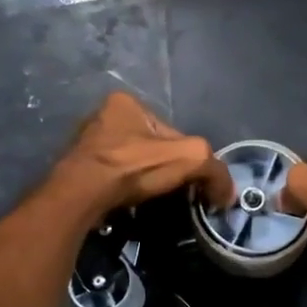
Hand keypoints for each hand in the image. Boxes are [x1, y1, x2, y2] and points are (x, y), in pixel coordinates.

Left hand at [55, 92, 233, 211]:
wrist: (80, 195)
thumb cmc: (132, 166)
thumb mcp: (188, 159)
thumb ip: (214, 170)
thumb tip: (228, 194)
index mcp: (126, 102)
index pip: (171, 131)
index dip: (186, 157)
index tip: (191, 181)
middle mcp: (103, 116)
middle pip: (151, 146)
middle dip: (164, 168)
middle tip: (172, 192)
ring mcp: (87, 143)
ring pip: (131, 162)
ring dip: (143, 180)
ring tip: (150, 201)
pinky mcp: (78, 169)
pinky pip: (112, 178)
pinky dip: (124, 190)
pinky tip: (128, 203)